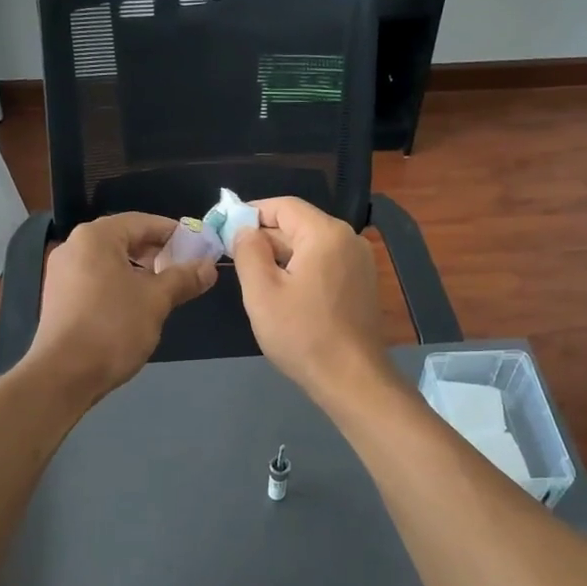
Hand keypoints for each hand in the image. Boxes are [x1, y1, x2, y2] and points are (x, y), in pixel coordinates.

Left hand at [25, 213, 216, 401]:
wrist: (63, 375)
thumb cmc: (113, 328)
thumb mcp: (156, 301)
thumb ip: (184, 279)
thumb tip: (209, 267)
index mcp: (96, 237)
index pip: (143, 222)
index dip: (174, 233)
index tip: (199, 247)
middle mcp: (74, 246)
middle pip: (124, 239)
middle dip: (157, 252)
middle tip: (185, 269)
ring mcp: (62, 273)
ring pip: (110, 261)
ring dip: (140, 271)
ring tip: (165, 289)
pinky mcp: (58, 298)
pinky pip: (96, 280)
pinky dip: (119, 284)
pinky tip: (137, 306)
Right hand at [230, 197, 393, 405]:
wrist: (351, 379)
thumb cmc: (302, 334)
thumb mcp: (261, 291)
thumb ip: (248, 251)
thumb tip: (244, 230)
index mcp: (325, 233)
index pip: (283, 206)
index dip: (251, 212)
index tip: (225, 229)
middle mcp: (348, 239)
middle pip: (298, 225)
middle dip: (264, 237)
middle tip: (233, 257)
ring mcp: (359, 262)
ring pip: (310, 246)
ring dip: (280, 256)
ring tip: (253, 278)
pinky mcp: (361, 283)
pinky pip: (324, 263)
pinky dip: (300, 269)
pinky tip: (282, 293)